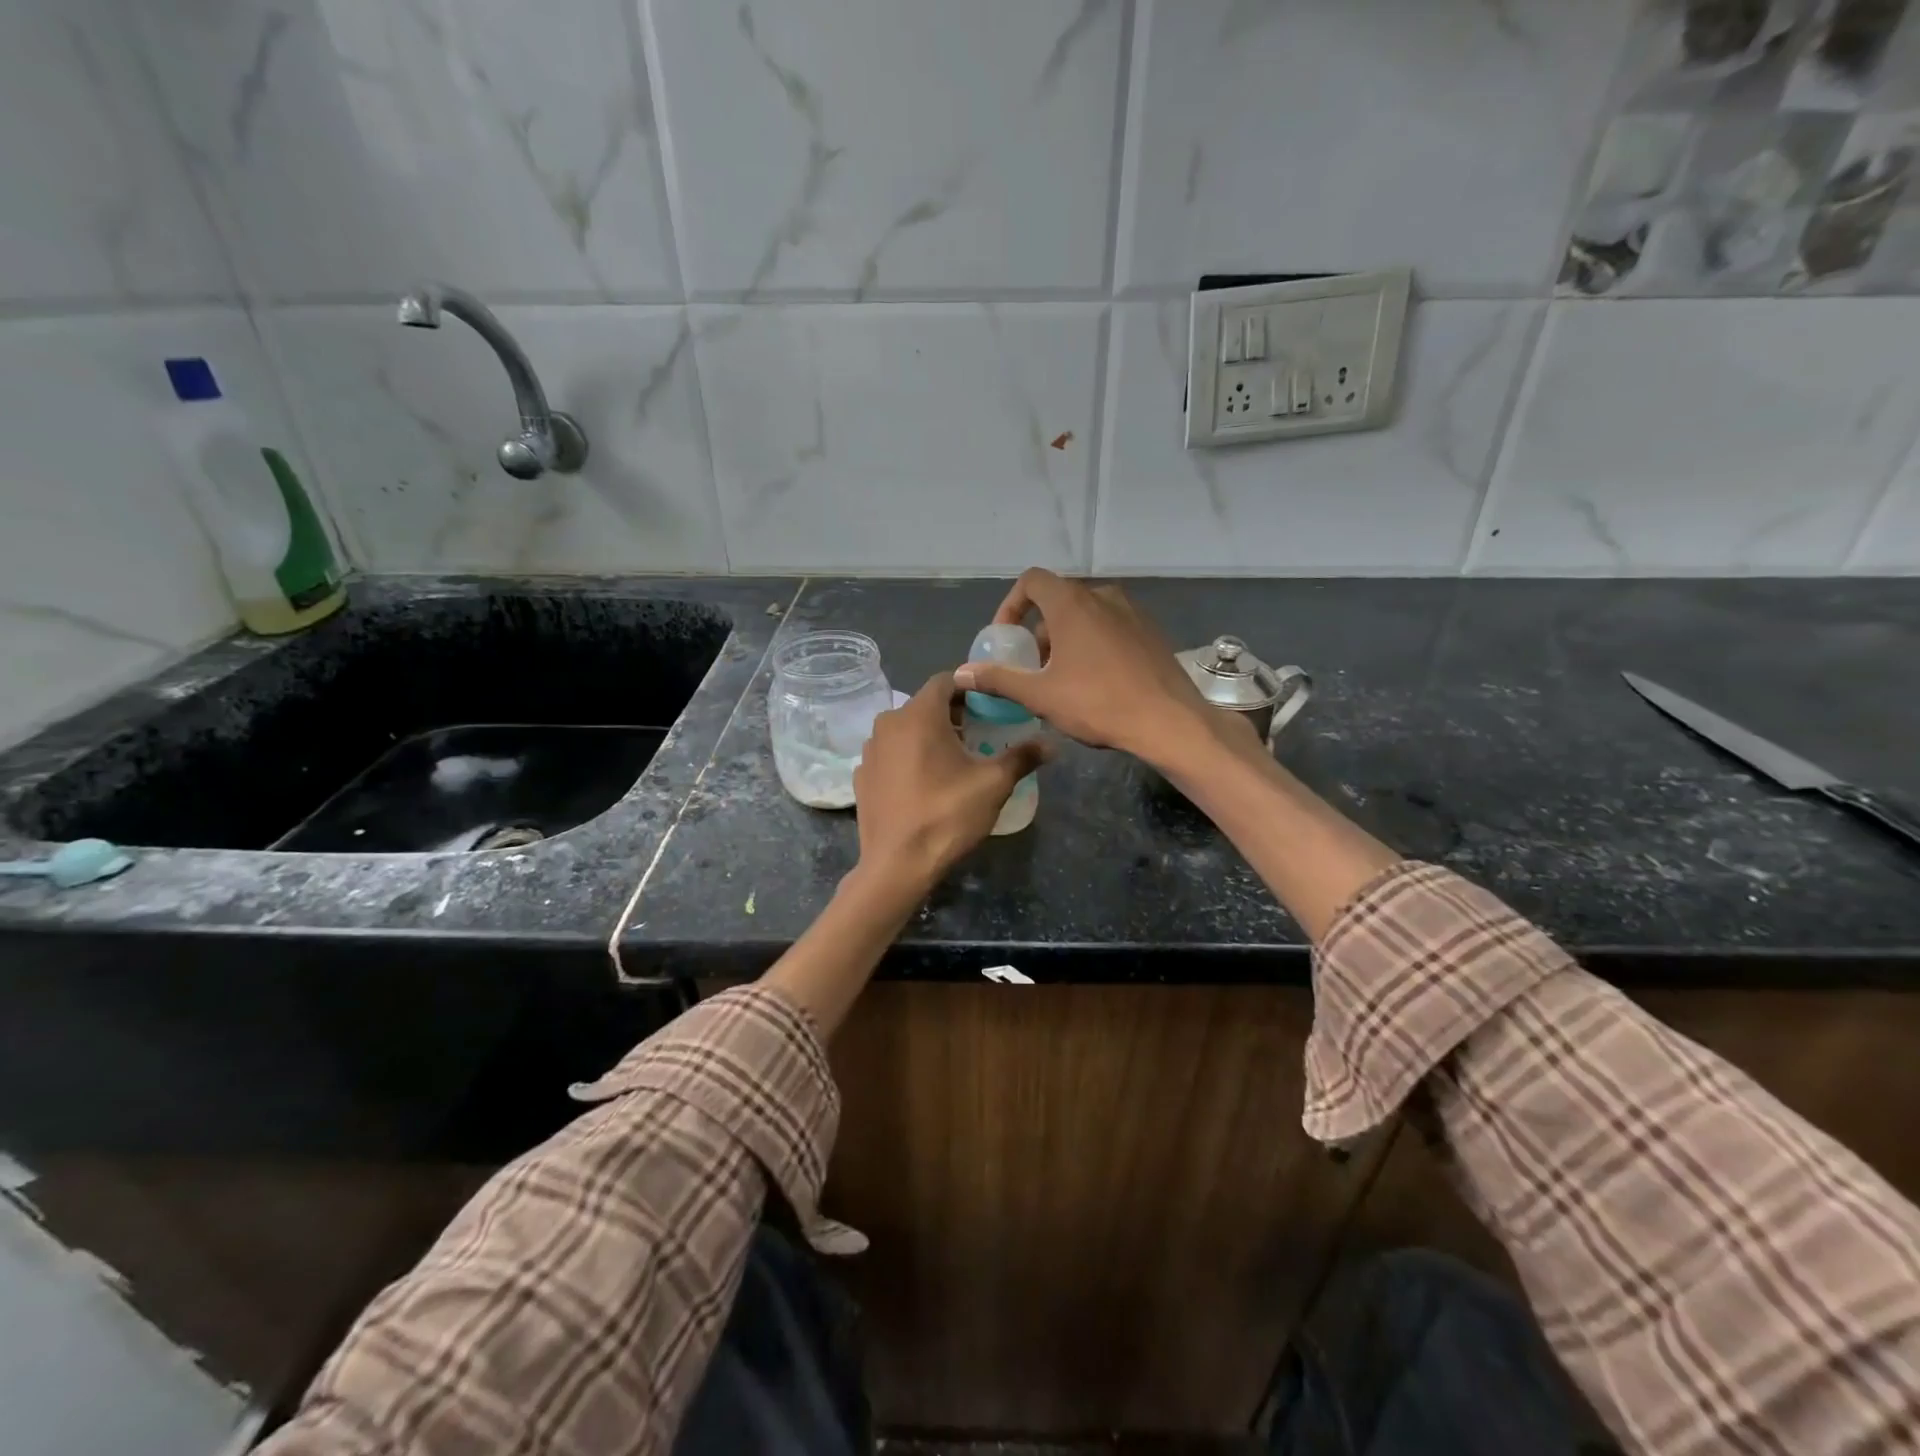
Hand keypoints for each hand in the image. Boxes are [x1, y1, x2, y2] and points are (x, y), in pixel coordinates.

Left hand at [852, 671, 1046, 888]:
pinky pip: (890, 754)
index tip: (990, 708)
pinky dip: (907, 758)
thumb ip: (1022, 757)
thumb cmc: (947, 815)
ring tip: (952, 762)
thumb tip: (1051, 743)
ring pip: (905, 729)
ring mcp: (870, 750)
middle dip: (952, 715)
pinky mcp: (862, 775)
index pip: (946, 681)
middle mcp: (888, 723)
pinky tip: (923, 783)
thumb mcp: (993, 785)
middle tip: (978, 736)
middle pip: (925, 704)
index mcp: (919, 714)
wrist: (896, 865)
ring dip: (928, 736)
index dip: (970, 690)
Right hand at [952, 568, 1218, 769]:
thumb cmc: (1099, 703)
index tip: (1006, 639)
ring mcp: (1132, 612)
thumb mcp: (1040, 695)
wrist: (1170, 721)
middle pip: (1058, 601)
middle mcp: (1103, 597)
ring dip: (1065, 640)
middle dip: (1038, 632)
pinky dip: (1092, 644)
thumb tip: (961, 673)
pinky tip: (1095, 683)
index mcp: (1072, 603)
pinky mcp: (1150, 632)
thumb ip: (998, 679)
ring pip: (1085, 616)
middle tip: (1032, 669)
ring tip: (1061, 680)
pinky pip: (1110, 627)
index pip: (1032, 581)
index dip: (1011, 606)